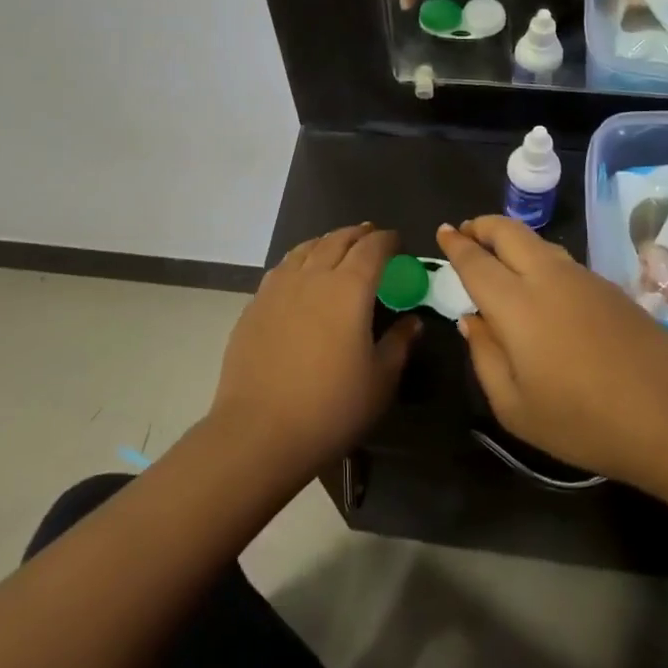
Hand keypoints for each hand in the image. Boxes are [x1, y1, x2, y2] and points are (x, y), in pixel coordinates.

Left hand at [211, 224, 421, 478]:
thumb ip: (399, 344)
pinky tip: (300, 273)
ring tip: (337, 245)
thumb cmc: (331, 408)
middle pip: (337, 240)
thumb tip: (412, 321)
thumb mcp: (380, 381)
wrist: (260, 432)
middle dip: (358, 234)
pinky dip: (299, 260)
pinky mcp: (254, 305)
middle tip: (371, 235)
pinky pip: (282, 268)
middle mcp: (313, 276)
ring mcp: (278, 288)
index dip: (388, 241)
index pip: (373, 249)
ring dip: (327, 241)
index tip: (399, 243)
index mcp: (349, 289)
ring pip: (306, 249)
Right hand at [435, 217, 667, 517]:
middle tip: (466, 233)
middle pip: (508, 231)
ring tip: (498, 255)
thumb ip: (484, 356)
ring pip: (538, 241)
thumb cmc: (584, 422)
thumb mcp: (515, 407)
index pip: (476, 260)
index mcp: (516, 304)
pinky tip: (539, 283)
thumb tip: (472, 319)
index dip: (456, 243)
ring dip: (511, 239)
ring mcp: (583, 277)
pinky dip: (538, 256)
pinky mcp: (610, 287)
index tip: (443, 232)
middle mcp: (547, 277)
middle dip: (482, 225)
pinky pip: (562, 259)